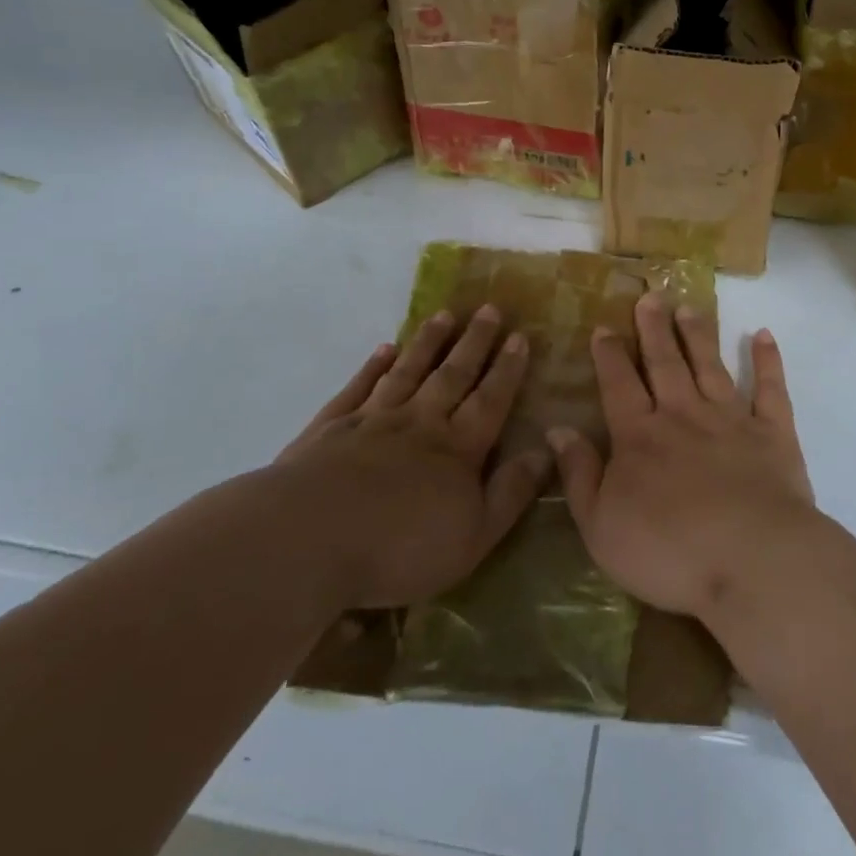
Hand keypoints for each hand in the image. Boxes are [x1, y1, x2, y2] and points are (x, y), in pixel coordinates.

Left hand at [275, 306, 550, 609]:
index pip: (490, 400)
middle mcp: (420, 422)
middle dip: (474, 342)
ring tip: (444, 315)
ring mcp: (373, 420)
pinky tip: (384, 349)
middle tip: (489, 308)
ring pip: (408, 371)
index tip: (520, 335)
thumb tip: (546, 452)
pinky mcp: (331, 428)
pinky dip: (373, 366)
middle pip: (452, 375)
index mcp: (457, 448)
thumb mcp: (473, 535)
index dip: (507, 369)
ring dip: (428, 343)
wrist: (309, 539)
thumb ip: (511, 492)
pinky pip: (359, 387)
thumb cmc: (400, 547)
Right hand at [549, 293, 816, 621]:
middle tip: (650, 296)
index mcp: (639, 436)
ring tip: (689, 307)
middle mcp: (683, 415)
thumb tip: (557, 429)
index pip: (619, 385)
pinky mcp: (773, 434)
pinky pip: (770, 389)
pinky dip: (768, 361)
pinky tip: (764, 335)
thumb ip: (578, 475)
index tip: (604, 327)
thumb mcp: (601, 525)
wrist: (752, 560)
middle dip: (653, 329)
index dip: (610, 355)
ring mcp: (730, 420)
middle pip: (664, 363)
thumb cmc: (668, 551)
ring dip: (698, 335)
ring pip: (710, 366)